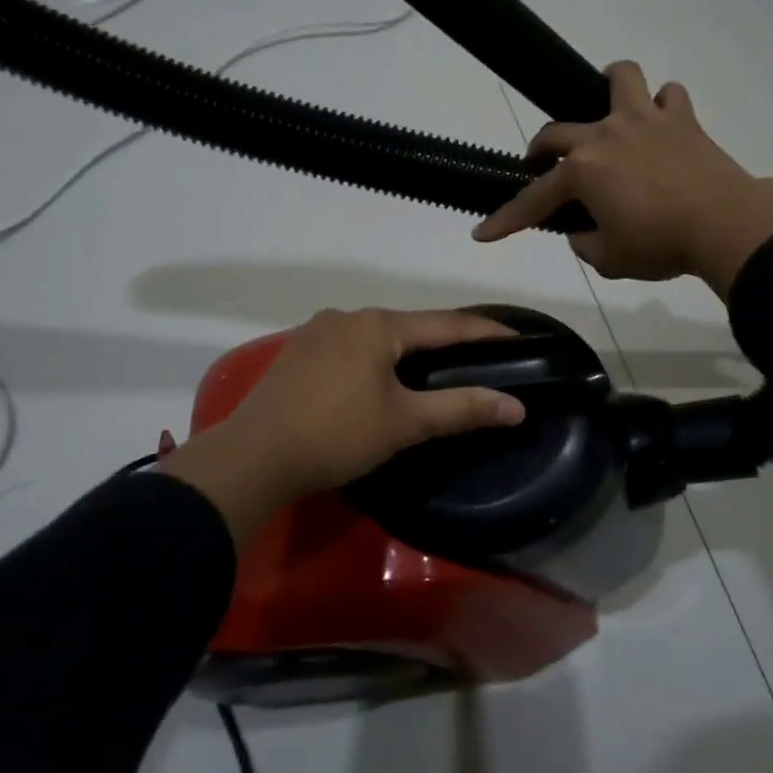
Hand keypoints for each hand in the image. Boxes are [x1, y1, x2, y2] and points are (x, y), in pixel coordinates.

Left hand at [161, 308, 524, 544]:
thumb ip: (462, 409)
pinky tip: (375, 380)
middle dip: (443, 342)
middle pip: (409, 326)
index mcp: (378, 324)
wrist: (255, 456)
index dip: (484, 330)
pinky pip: (348, 348)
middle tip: (476, 358)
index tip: (517, 337)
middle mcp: (347, 316)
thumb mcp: (405, 422)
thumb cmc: (337, 434)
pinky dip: (373, 360)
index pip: (446, 323)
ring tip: (430, 371)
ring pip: (375, 337)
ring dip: (404, 351)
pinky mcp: (296, 354)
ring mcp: (316, 332)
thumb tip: (516, 406)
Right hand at [472, 61, 772, 298]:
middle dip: (539, 150)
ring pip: (619, 78)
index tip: (481, 233)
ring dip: (607, 88)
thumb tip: (584, 230)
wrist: (725, 225)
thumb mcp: (609, 260)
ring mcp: (645, 120)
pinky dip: (662, 106)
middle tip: (541, 165)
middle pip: (556, 131)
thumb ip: (585, 243)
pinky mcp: (682, 120)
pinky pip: (669, 97)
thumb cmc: (660, 245)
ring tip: (607, 108)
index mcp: (582, 172)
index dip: (505, 219)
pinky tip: (661, 124)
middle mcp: (605, 135)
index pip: (533, 199)